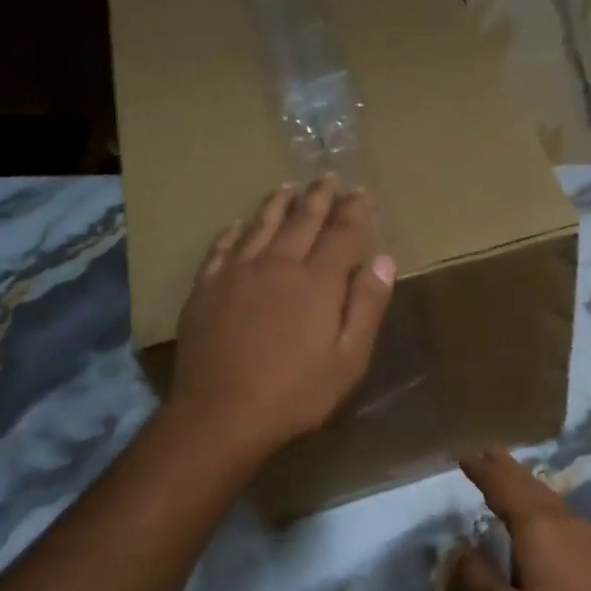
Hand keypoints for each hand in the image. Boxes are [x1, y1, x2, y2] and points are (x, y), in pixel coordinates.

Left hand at [171, 176, 396, 461]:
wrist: (221, 413)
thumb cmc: (296, 392)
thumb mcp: (349, 358)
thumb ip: (367, 305)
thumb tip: (384, 259)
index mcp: (317, 281)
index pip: (342, 233)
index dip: (355, 210)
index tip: (362, 191)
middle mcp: (277, 264)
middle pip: (302, 221)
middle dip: (318, 197)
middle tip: (328, 177)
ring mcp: (237, 273)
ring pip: (260, 226)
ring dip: (277, 204)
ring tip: (287, 187)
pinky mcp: (206, 288)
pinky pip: (222, 248)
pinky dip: (234, 232)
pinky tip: (237, 225)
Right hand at [452, 450, 590, 590]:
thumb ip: (478, 579)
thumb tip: (462, 549)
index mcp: (537, 528)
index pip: (503, 488)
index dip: (483, 471)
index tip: (464, 456)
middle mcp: (561, 520)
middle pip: (528, 483)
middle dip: (505, 467)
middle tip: (484, 450)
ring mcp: (583, 532)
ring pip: (546, 494)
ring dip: (523, 480)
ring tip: (505, 470)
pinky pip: (559, 508)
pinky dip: (539, 497)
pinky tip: (536, 507)